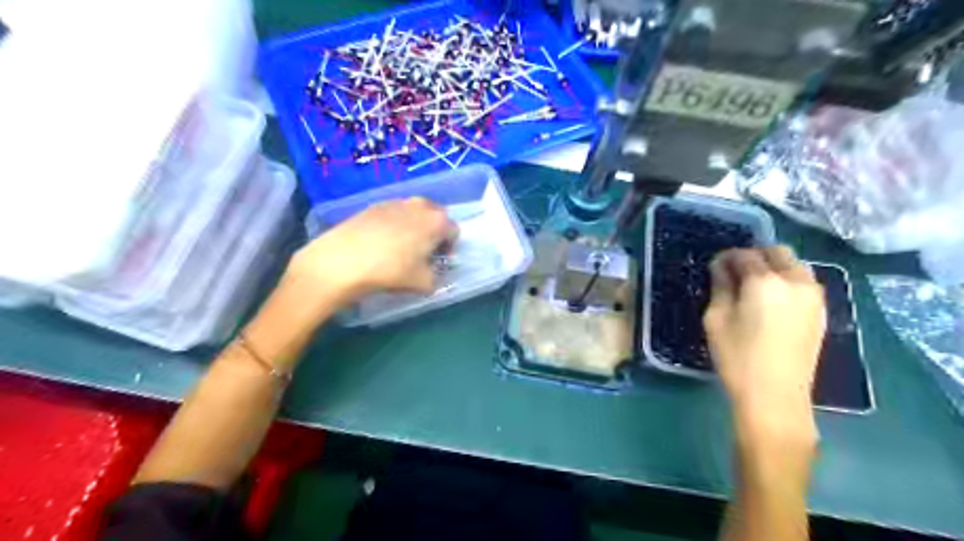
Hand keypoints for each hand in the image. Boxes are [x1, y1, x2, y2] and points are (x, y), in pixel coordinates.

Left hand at [286, 199, 457, 307]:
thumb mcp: (424, 283)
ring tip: (399, 249)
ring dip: (414, 227)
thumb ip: (438, 277)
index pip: (454, 232)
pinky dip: (393, 225)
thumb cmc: (391, 271)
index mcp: (438, 221)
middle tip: (421, 253)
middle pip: (435, 217)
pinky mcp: (373, 205)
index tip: (436, 261)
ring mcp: (395, 202)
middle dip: (433, 233)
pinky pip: (393, 214)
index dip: (448, 248)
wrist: (342, 261)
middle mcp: (420, 205)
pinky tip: (380, 244)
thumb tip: (434, 271)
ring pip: (413, 214)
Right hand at [702, 248, 827, 444]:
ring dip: (774, 267)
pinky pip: (805, 283)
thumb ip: (721, 286)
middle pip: (777, 252)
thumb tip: (721, 267)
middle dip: (754, 256)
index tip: (715, 267)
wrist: (774, 396)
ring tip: (755, 287)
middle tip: (735, 273)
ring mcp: (814, 296)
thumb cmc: (737, 356)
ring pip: (795, 265)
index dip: (727, 257)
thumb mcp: (716, 318)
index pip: (745, 255)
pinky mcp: (822, 312)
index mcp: (766, 281)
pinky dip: (788, 281)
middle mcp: (796, 281)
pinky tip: (772, 301)